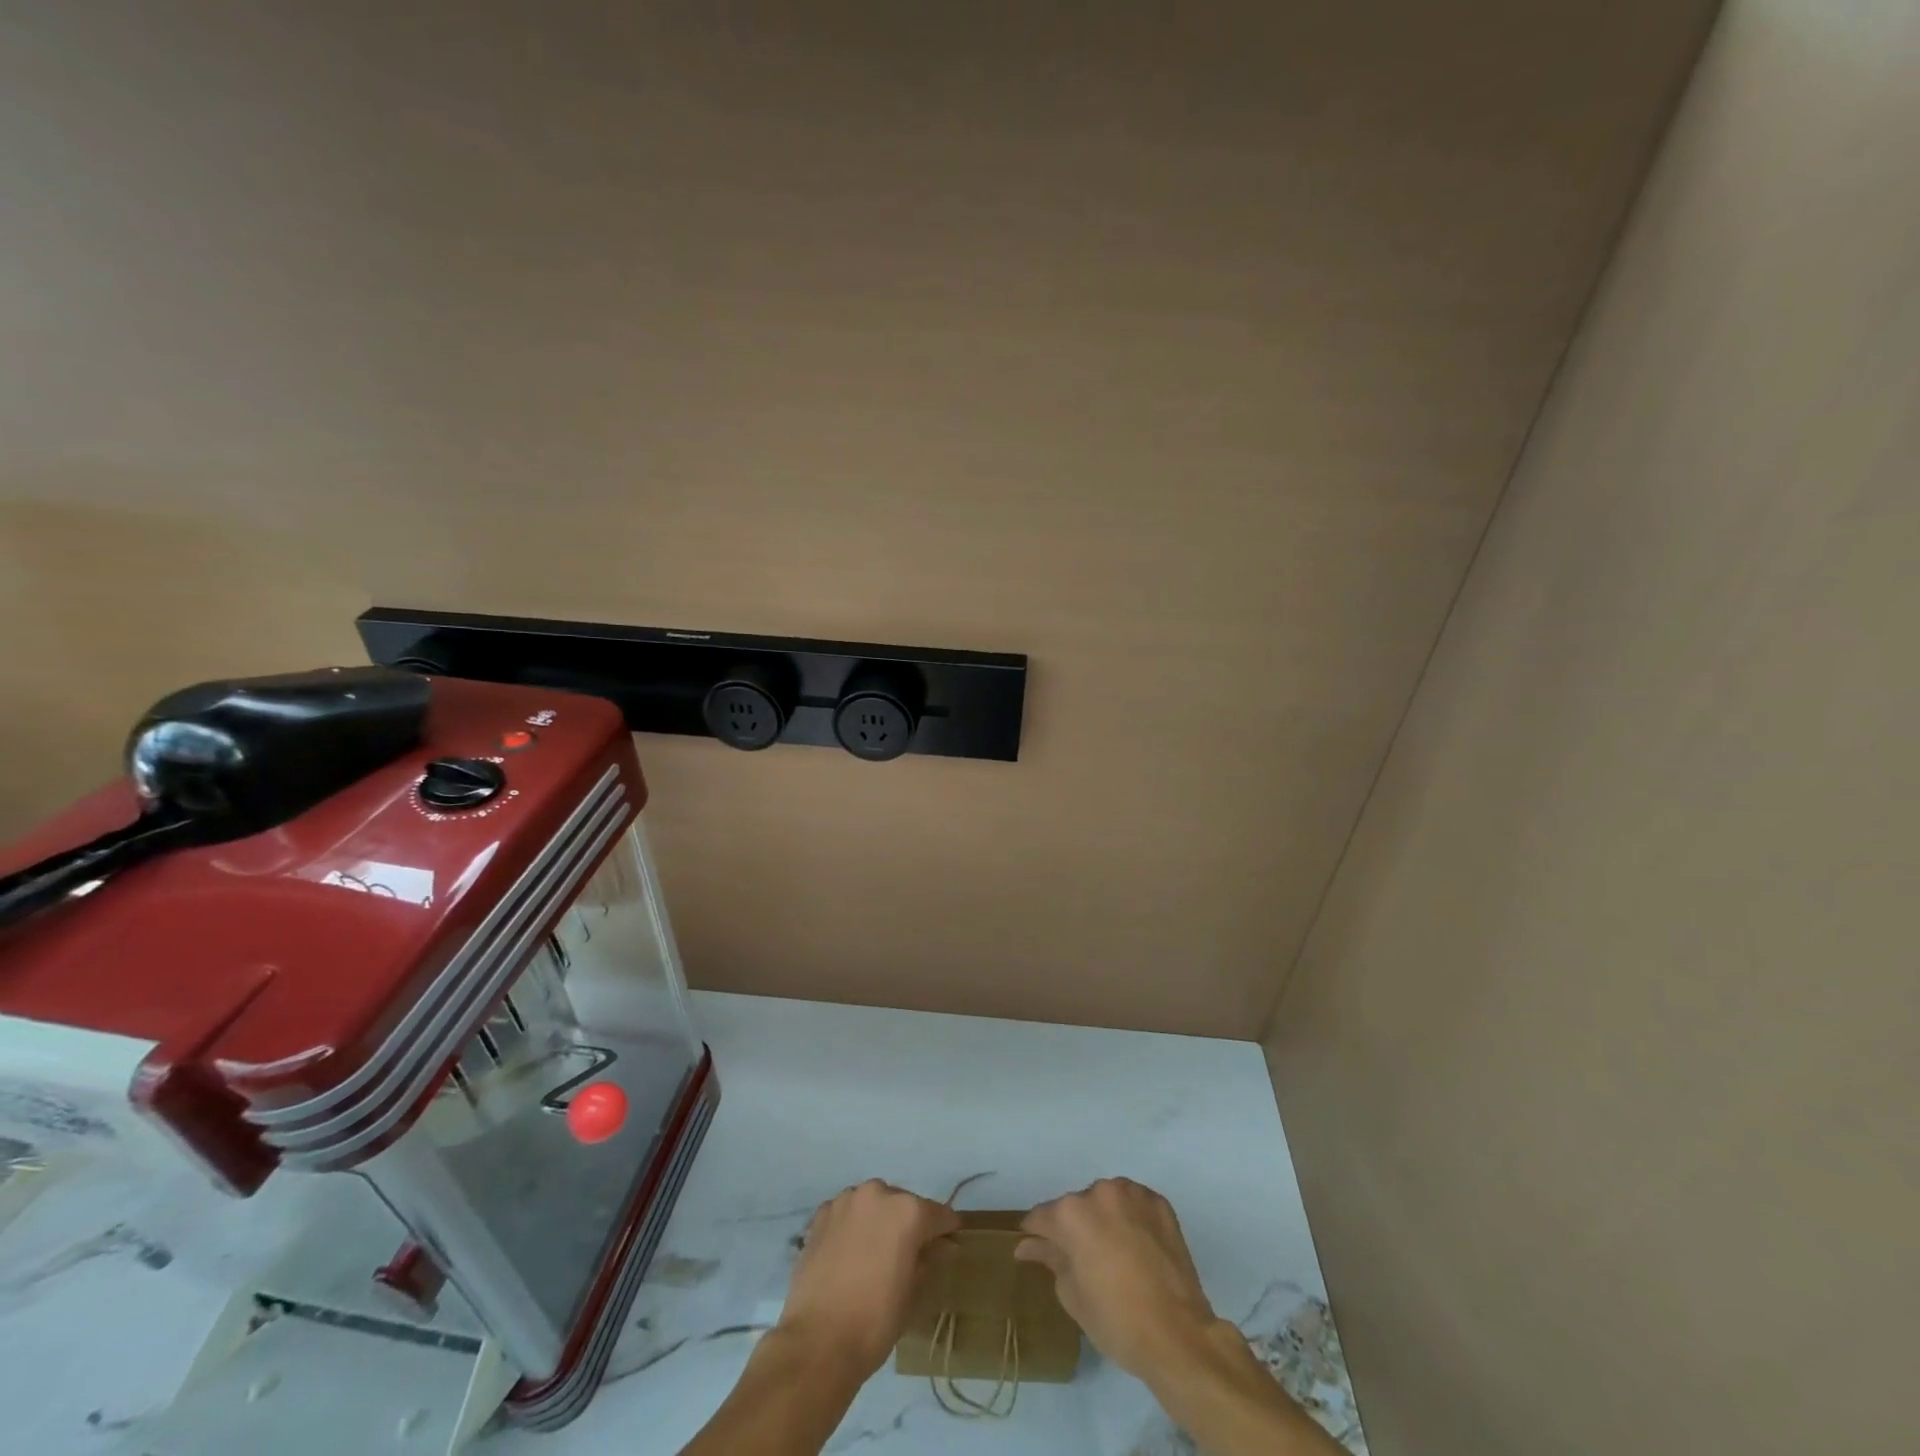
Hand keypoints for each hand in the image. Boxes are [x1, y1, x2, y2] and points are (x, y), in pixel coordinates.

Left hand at [776, 1180, 959, 1379]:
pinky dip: (852, 1226)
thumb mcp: (913, 1293)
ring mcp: (846, 1201)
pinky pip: (846, 1213)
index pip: (939, 1215)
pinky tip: (848, 1253)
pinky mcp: (821, 1214)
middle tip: (906, 1255)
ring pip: (873, 1204)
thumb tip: (944, 1246)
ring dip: (878, 1221)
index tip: (948, 1244)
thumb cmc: (875, 1321)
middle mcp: (878, 1194)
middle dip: (908, 1224)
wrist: (817, 1342)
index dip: (946, 1231)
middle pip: (903, 1204)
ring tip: (874, 1254)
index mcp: (908, 1211)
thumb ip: (930, 1259)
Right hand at [1016, 1177, 1221, 1379]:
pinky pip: (1134, 1204)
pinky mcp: (1159, 1202)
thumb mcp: (1072, 1295)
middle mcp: (1099, 1192)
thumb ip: (1049, 1259)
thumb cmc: (1117, 1321)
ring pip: (1106, 1201)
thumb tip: (1027, 1245)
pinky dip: (1130, 1219)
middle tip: (1084, 1261)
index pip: (1042, 1217)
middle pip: (1076, 1207)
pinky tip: (1136, 1247)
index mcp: (1071, 1214)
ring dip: (1103, 1219)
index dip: (1036, 1235)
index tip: (1036, 1249)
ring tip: (1114, 1254)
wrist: (1178, 1335)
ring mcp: (1132, 1193)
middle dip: (1074, 1228)